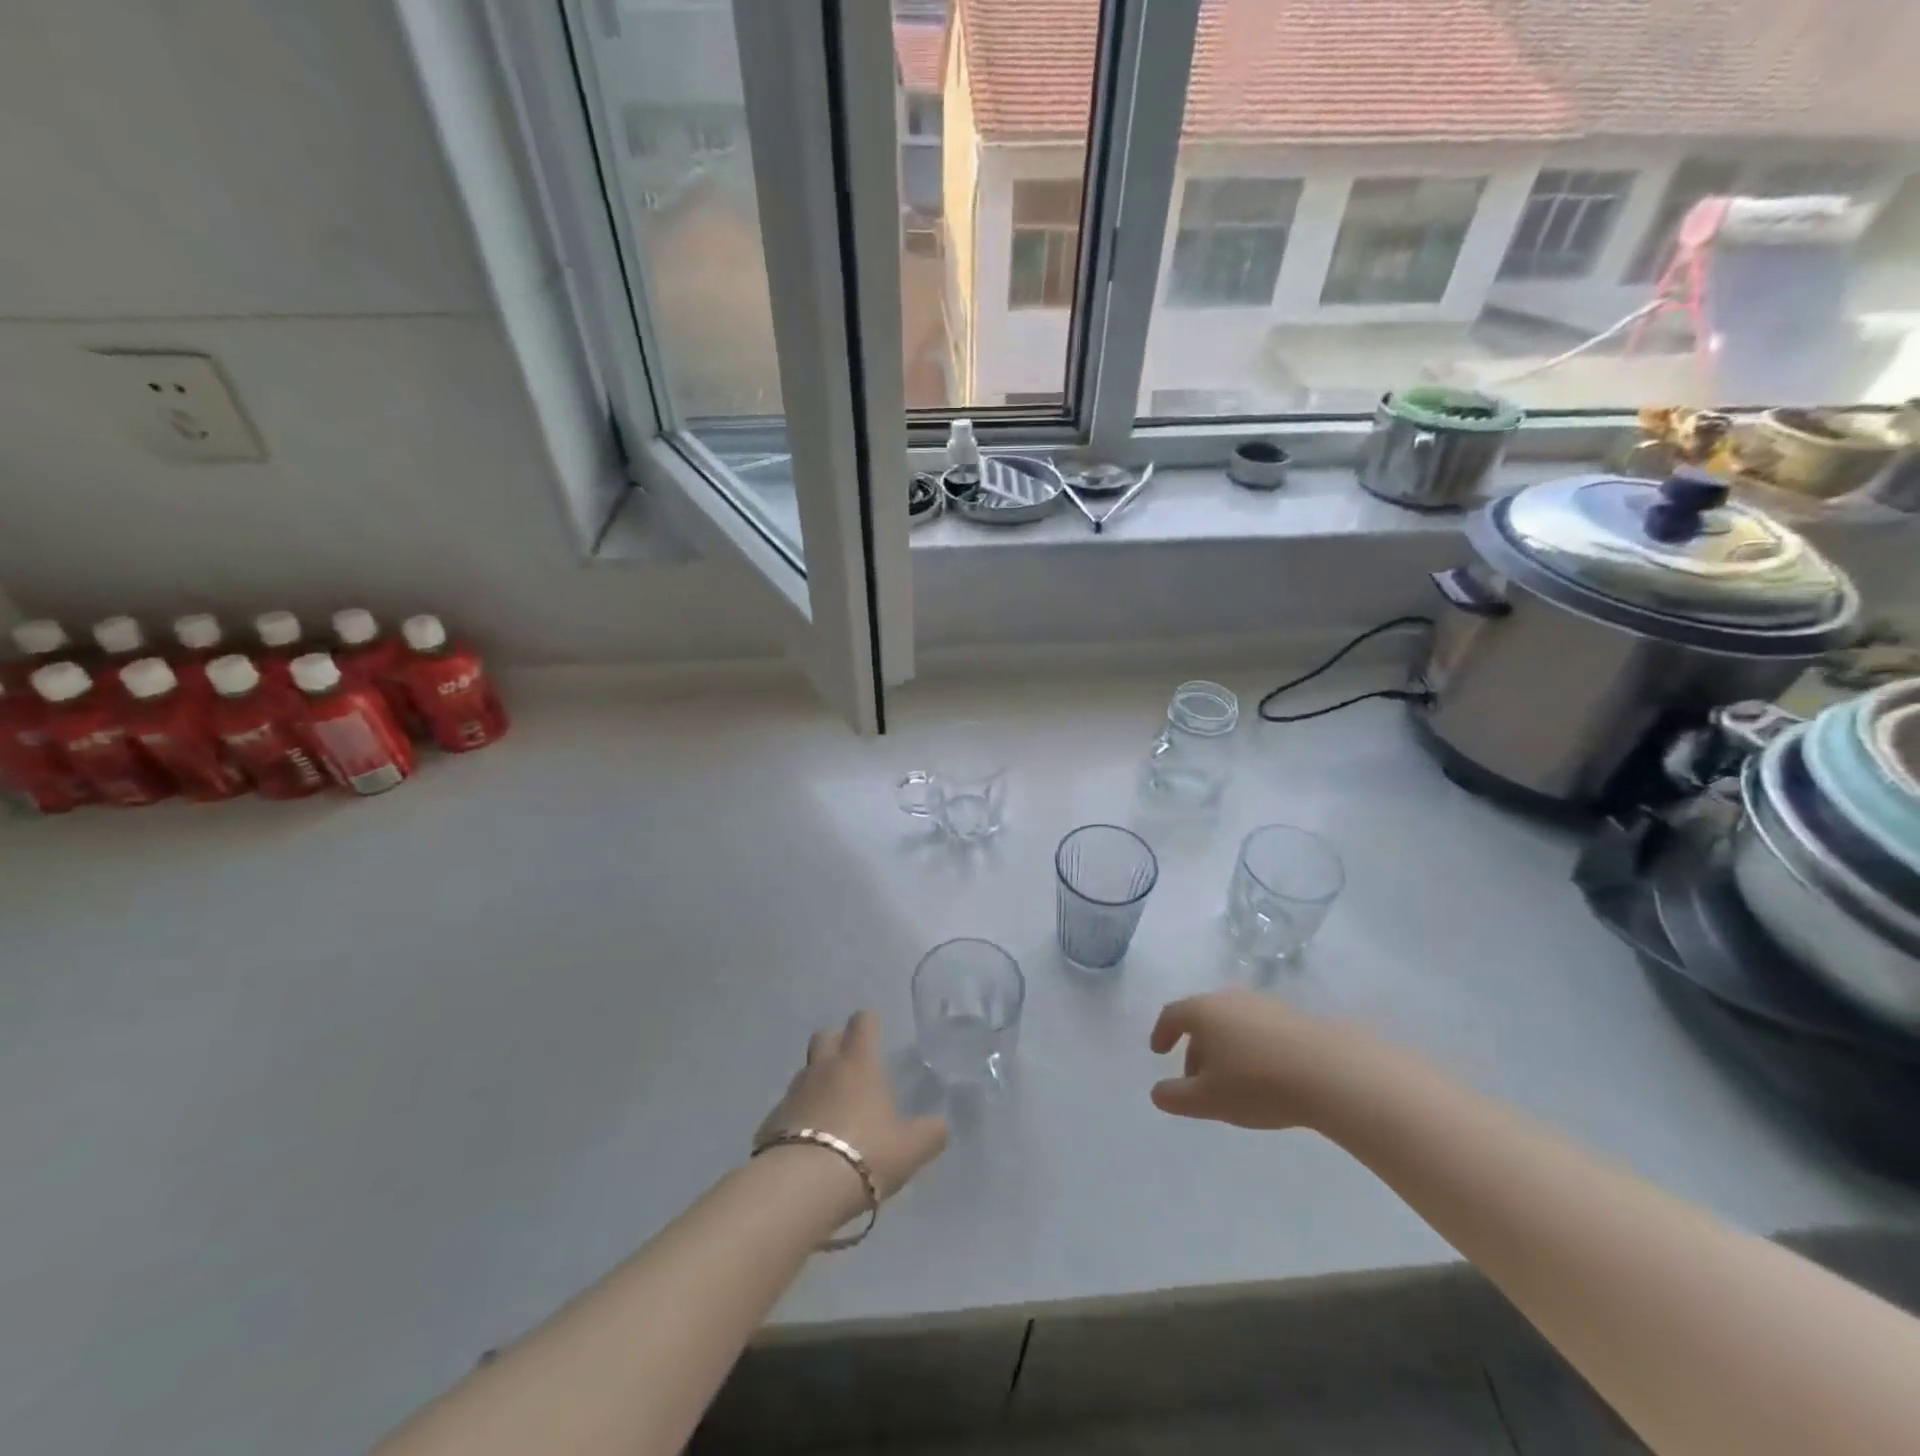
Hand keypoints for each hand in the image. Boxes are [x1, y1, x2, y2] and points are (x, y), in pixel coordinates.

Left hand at [757, 1011, 947, 1198]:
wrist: (801, 1188)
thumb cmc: (864, 1154)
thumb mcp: (910, 1149)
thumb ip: (930, 1134)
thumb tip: (940, 1127)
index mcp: (858, 1063)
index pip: (863, 1022)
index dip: (870, 1024)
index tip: (877, 1036)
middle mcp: (823, 1069)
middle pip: (824, 1037)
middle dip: (836, 1045)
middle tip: (851, 1070)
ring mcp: (792, 1094)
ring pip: (804, 1074)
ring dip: (816, 1086)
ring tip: (831, 1116)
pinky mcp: (769, 1124)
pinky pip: (787, 1112)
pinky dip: (797, 1121)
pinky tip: (807, 1148)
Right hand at [1149, 989, 1370, 1129]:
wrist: (1331, 1072)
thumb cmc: (1257, 1082)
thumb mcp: (1208, 1100)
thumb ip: (1175, 1097)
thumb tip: (1157, 1092)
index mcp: (1203, 1011)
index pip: (1172, 1015)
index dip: (1162, 1033)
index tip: (1159, 1051)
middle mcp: (1229, 999)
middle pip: (1203, 1019)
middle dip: (1195, 1048)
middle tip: (1197, 1081)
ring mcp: (1264, 1005)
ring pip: (1232, 1024)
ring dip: (1225, 1049)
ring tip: (1233, 1083)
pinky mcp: (1294, 1017)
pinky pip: (1260, 1030)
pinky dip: (1251, 1049)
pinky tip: (1265, 1077)